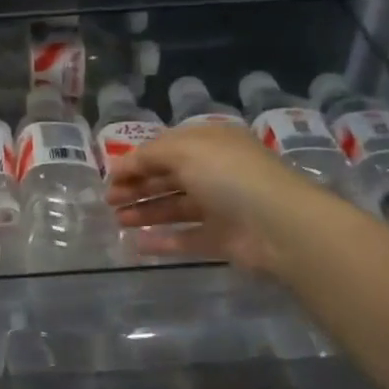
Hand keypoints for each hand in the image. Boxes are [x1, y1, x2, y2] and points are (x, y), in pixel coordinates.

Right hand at [105, 123, 331, 274]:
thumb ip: (149, 155)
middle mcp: (215, 172)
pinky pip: (186, 238)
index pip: (166, 148)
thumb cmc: (229, 176)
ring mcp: (220, 207)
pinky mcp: (223, 239)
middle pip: (168, 178)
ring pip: (175, 207)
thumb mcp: (185, 150)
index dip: (136, 161)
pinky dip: (162, 241)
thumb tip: (122, 166)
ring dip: (145, 212)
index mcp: (210, 144)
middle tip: (108, 201)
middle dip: (137, 187)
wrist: (279, 225)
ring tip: (117, 220)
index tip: (110, 177)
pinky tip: (136, 244)